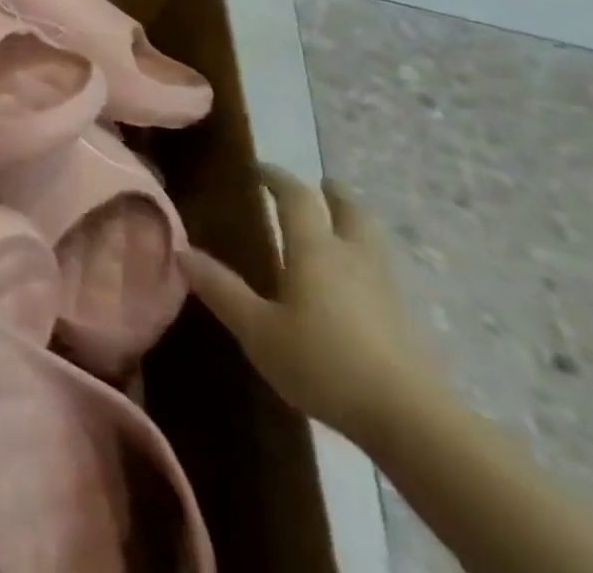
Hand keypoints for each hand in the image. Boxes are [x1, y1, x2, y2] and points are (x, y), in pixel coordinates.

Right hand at [183, 165, 441, 447]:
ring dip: (353, 225)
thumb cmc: (324, 364)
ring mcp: (385, 287)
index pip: (296, 196)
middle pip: (349, 209)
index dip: (277, 177)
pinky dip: (365, 262)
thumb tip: (181, 249)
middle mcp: (352, 256)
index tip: (259, 170)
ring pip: (371, 239)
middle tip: (318, 188)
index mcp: (314, 248)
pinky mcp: (406, 320)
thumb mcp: (258, 330)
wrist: (411, 421)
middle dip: (332, 194)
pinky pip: (382, 272)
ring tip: (336, 231)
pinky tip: (355, 286)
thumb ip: (221, 289)